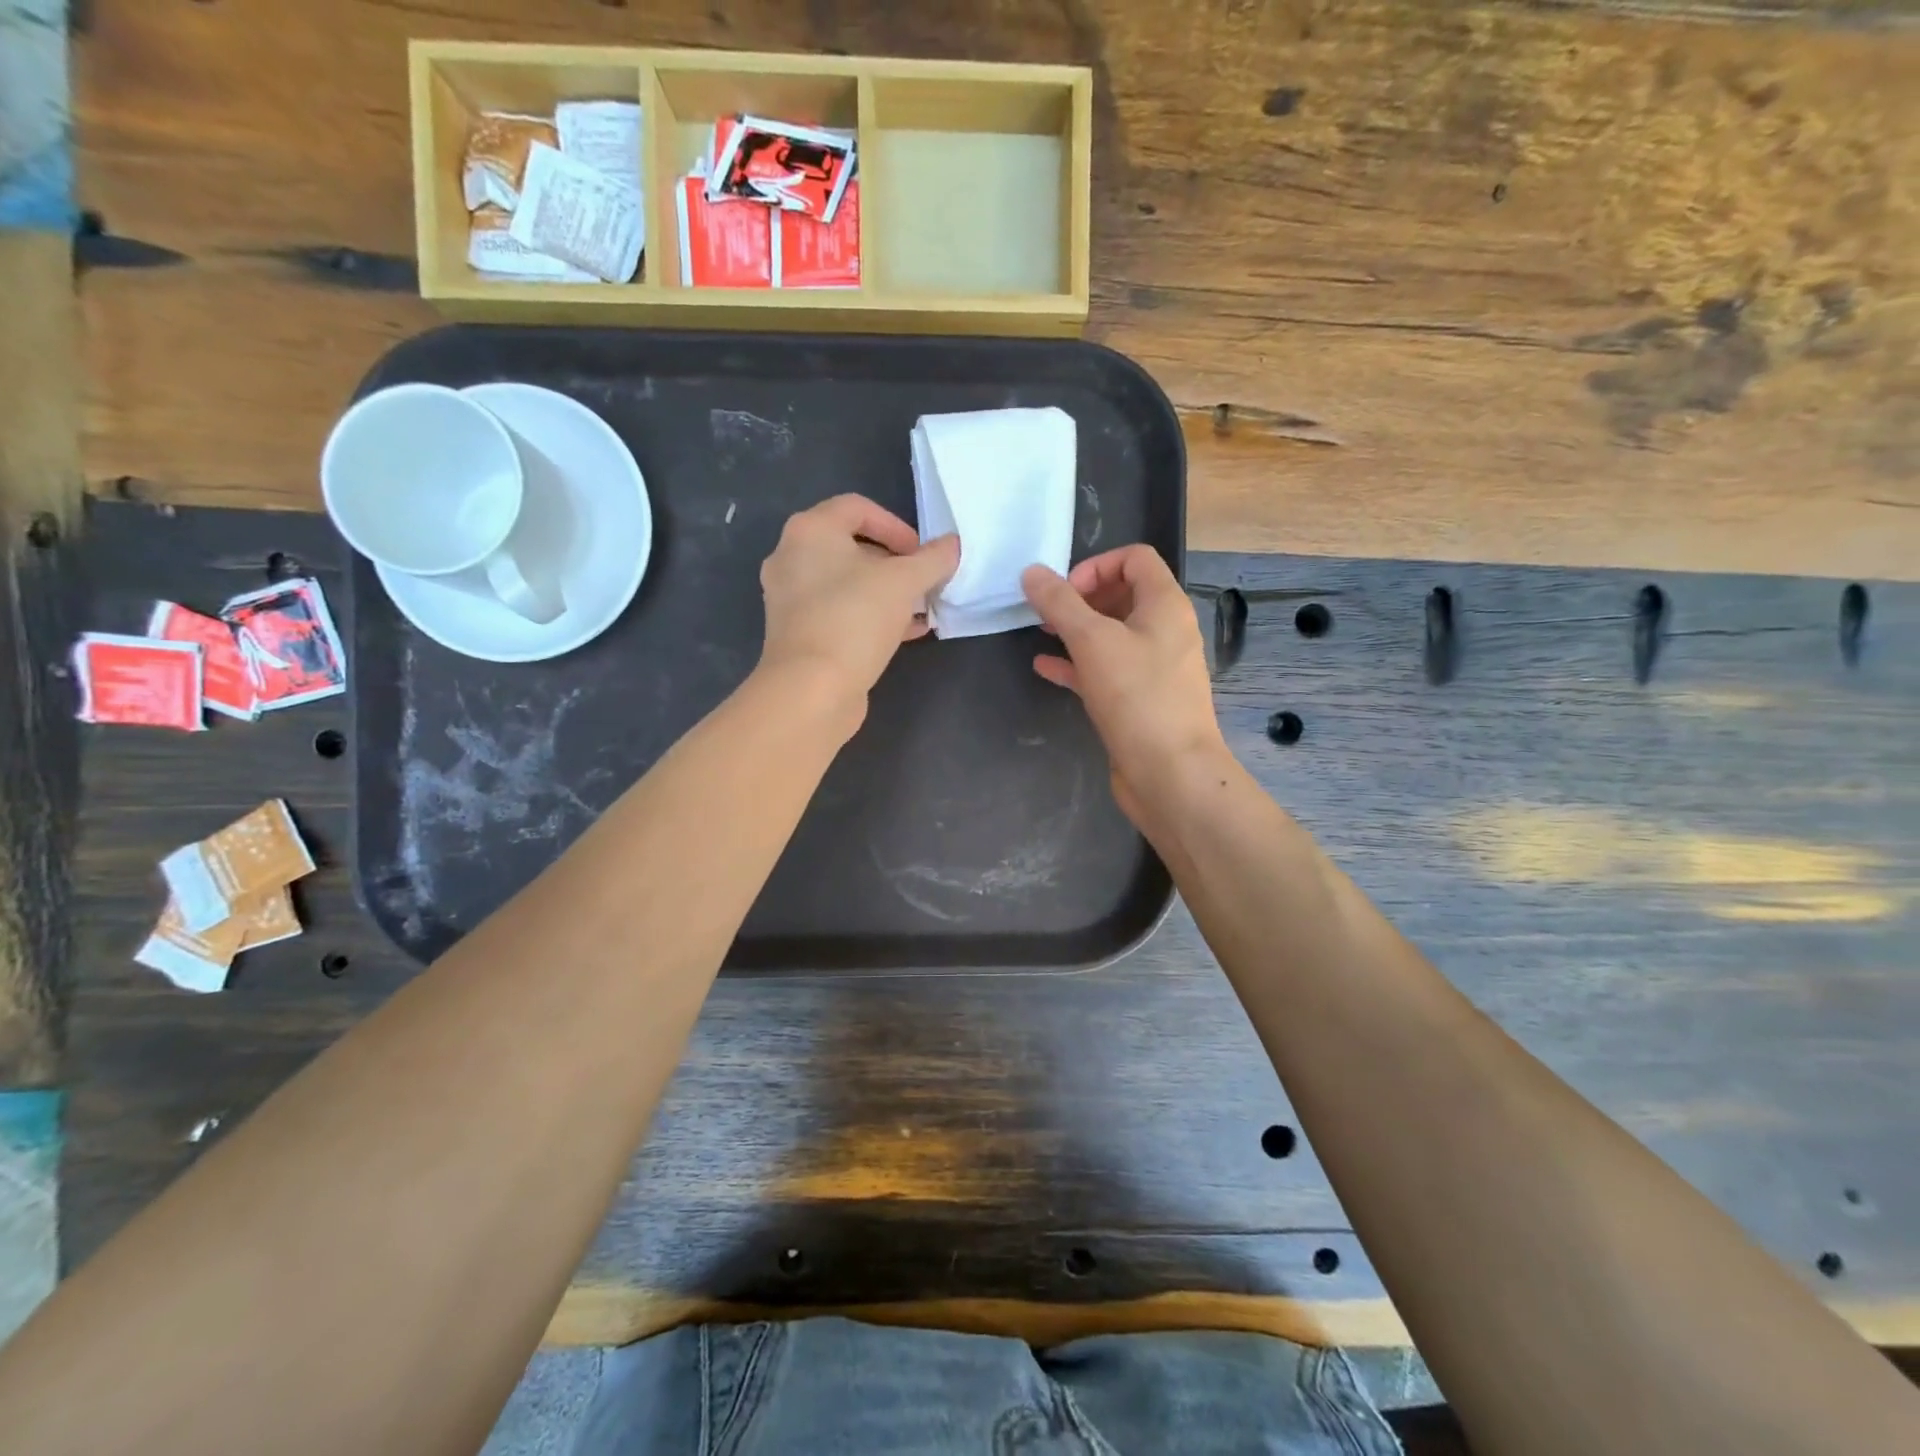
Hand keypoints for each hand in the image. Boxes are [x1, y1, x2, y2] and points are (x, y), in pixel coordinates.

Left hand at [757, 494, 959, 728]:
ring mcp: (790, 598)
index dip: (896, 526)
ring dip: (886, 593)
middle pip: (851, 547)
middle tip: (923, 582)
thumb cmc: (854, 619)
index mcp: (809, 532)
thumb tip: (953, 545)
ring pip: (846, 584)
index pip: (857, 508)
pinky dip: (870, 616)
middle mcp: (791, 558)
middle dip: (894, 564)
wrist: (811, 689)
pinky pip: (839, 612)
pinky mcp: (798, 633)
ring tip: (920, 610)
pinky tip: (904, 634)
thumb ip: (933, 559)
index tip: (921, 554)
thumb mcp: (904, 582)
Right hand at [1022, 546, 1227, 825]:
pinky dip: (1078, 665)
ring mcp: (1153, 668)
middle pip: (1122, 595)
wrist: (1169, 773)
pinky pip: (1106, 671)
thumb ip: (1059, 603)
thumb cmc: (1136, 697)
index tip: (1064, 591)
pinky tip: (1045, 669)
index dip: (1096, 565)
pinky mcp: (1139, 700)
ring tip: (1040, 633)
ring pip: (1111, 635)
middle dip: (1080, 598)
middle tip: (1046, 613)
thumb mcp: (1092, 641)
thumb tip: (1031, 572)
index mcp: (1165, 605)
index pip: (1135, 559)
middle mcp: (1164, 631)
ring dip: (1076, 630)